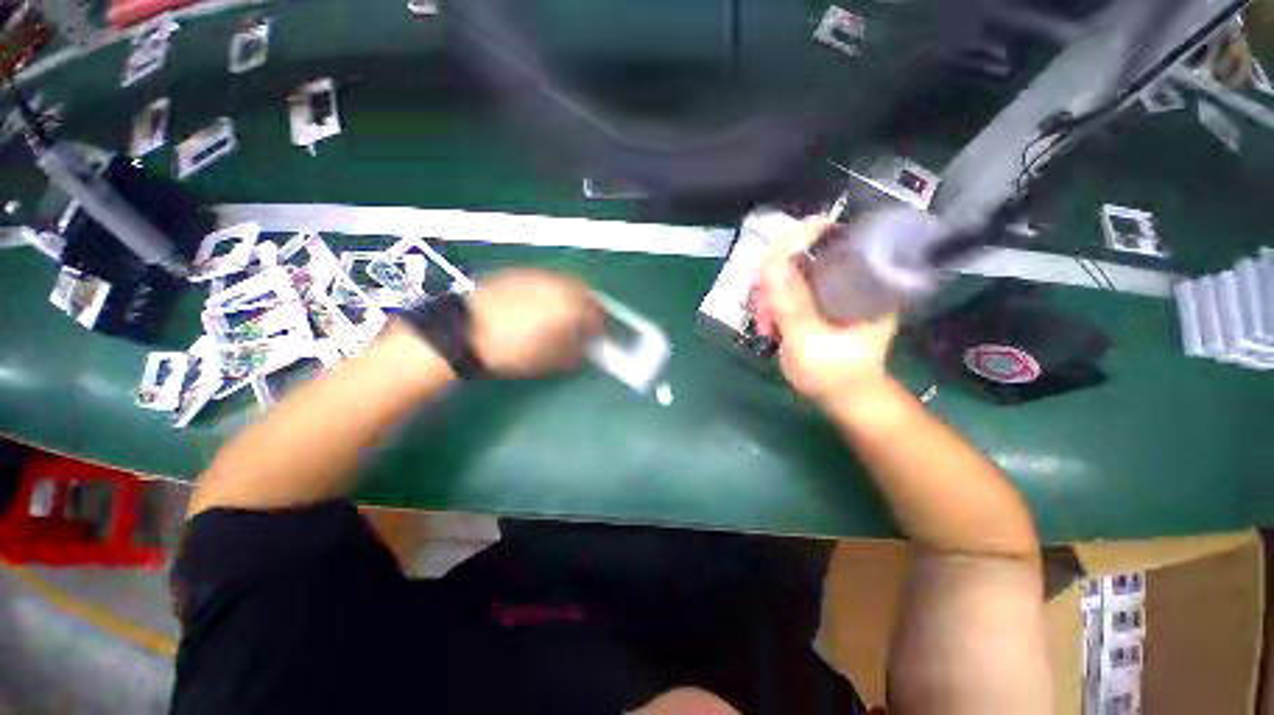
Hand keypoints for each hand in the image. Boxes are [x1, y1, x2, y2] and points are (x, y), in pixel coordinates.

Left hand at [468, 269, 604, 377]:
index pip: (598, 315)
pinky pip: (546, 282)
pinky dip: (551, 292)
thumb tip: (585, 346)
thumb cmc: (514, 350)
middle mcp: (560, 285)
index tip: (596, 337)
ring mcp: (540, 276)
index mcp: (572, 306)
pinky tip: (538, 306)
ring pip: (566, 285)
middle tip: (583, 324)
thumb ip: (577, 351)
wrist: (467, 332)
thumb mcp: (552, 360)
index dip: (600, 328)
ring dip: (571, 298)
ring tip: (561, 315)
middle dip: (588, 309)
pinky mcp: (521, 273)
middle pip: (586, 294)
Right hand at [755, 218, 897, 404]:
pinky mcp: (820, 300)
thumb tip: (770, 264)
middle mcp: (853, 276)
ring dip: (770, 292)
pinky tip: (768, 319)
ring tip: (765, 320)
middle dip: (774, 276)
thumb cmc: (835, 375)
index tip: (768, 264)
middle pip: (806, 252)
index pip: (831, 239)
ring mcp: (834, 289)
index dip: (796, 241)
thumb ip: (791, 305)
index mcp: (867, 280)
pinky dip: (773, 301)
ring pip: (793, 270)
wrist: (846, 397)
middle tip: (761, 306)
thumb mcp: (810, 342)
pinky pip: (790, 287)